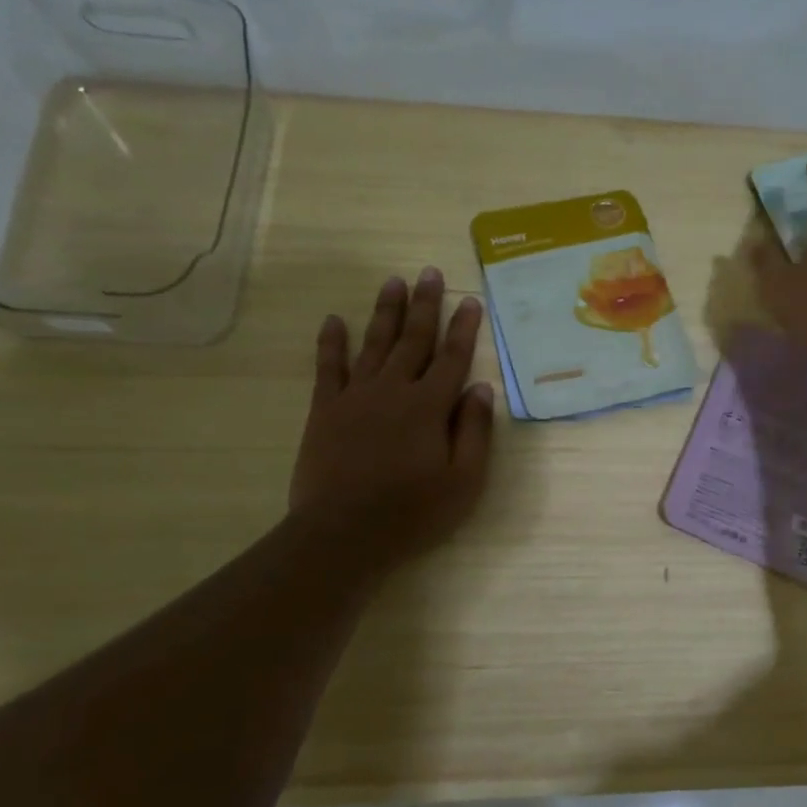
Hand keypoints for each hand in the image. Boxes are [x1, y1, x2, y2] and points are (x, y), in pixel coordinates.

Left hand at [289, 267, 494, 569]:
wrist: (343, 534)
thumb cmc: (412, 512)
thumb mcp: (464, 481)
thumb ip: (474, 431)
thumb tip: (480, 388)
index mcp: (429, 407)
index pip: (452, 358)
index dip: (463, 328)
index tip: (469, 300)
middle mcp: (393, 390)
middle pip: (413, 340)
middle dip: (424, 305)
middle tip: (429, 272)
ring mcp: (355, 397)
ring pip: (374, 344)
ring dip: (385, 312)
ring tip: (393, 282)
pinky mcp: (325, 410)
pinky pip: (328, 368)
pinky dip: (331, 343)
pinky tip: (334, 320)